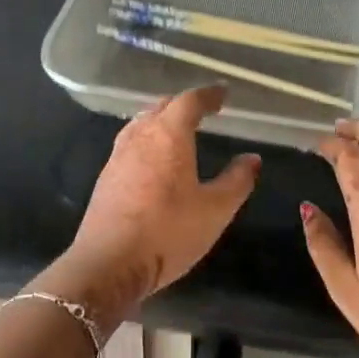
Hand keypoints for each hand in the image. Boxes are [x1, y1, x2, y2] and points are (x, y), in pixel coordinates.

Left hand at [52, 85, 260, 330]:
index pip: (189, 101)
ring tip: (177, 129)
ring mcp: (118, 156)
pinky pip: (130, 143)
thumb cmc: (168, 232)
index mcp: (169, 135)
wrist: (108, 263)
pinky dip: (147, 139)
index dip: (208, 95)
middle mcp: (140, 136)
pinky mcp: (106, 177)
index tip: (222, 94)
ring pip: (141, 123)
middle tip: (202, 110)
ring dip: (161, 119)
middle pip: (162, 107)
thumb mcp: (215, 210)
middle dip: (183, 104)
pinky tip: (153, 158)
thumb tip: (252, 158)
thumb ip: (237, 181)